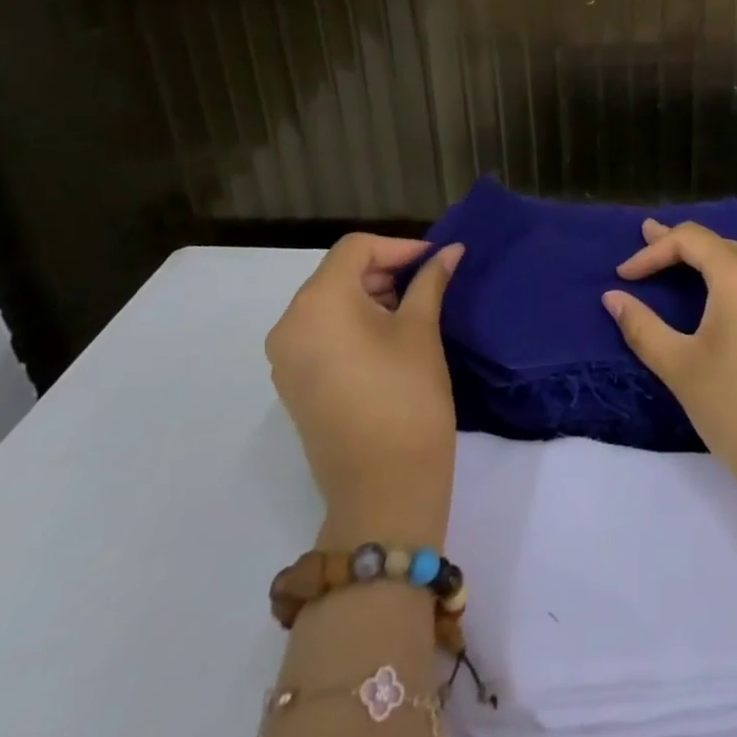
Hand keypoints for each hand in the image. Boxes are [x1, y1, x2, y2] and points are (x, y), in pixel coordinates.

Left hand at [265, 235, 463, 539]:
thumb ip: (431, 281)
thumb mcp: (422, 329)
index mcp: (318, 303)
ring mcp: (286, 358)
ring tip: (412, 310)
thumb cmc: (407, 396)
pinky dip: (352, 323)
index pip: (356, 249)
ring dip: (370, 296)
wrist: (383, 489)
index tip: (434, 260)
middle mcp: (290, 324)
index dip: (399, 247)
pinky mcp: (293, 384)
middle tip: (428, 283)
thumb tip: (450, 251)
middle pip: (338, 274)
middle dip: (385, 271)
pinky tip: (388, 338)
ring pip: (329, 302)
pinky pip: (321, 332)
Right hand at [603, 220, 736, 502]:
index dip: (653, 250)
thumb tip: (612, 297)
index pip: (690, 240)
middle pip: (722, 246)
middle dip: (682, 247)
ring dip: (719, 263)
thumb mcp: (679, 366)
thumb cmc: (734, 409)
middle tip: (651, 242)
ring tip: (692, 268)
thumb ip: (641, 326)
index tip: (625, 274)